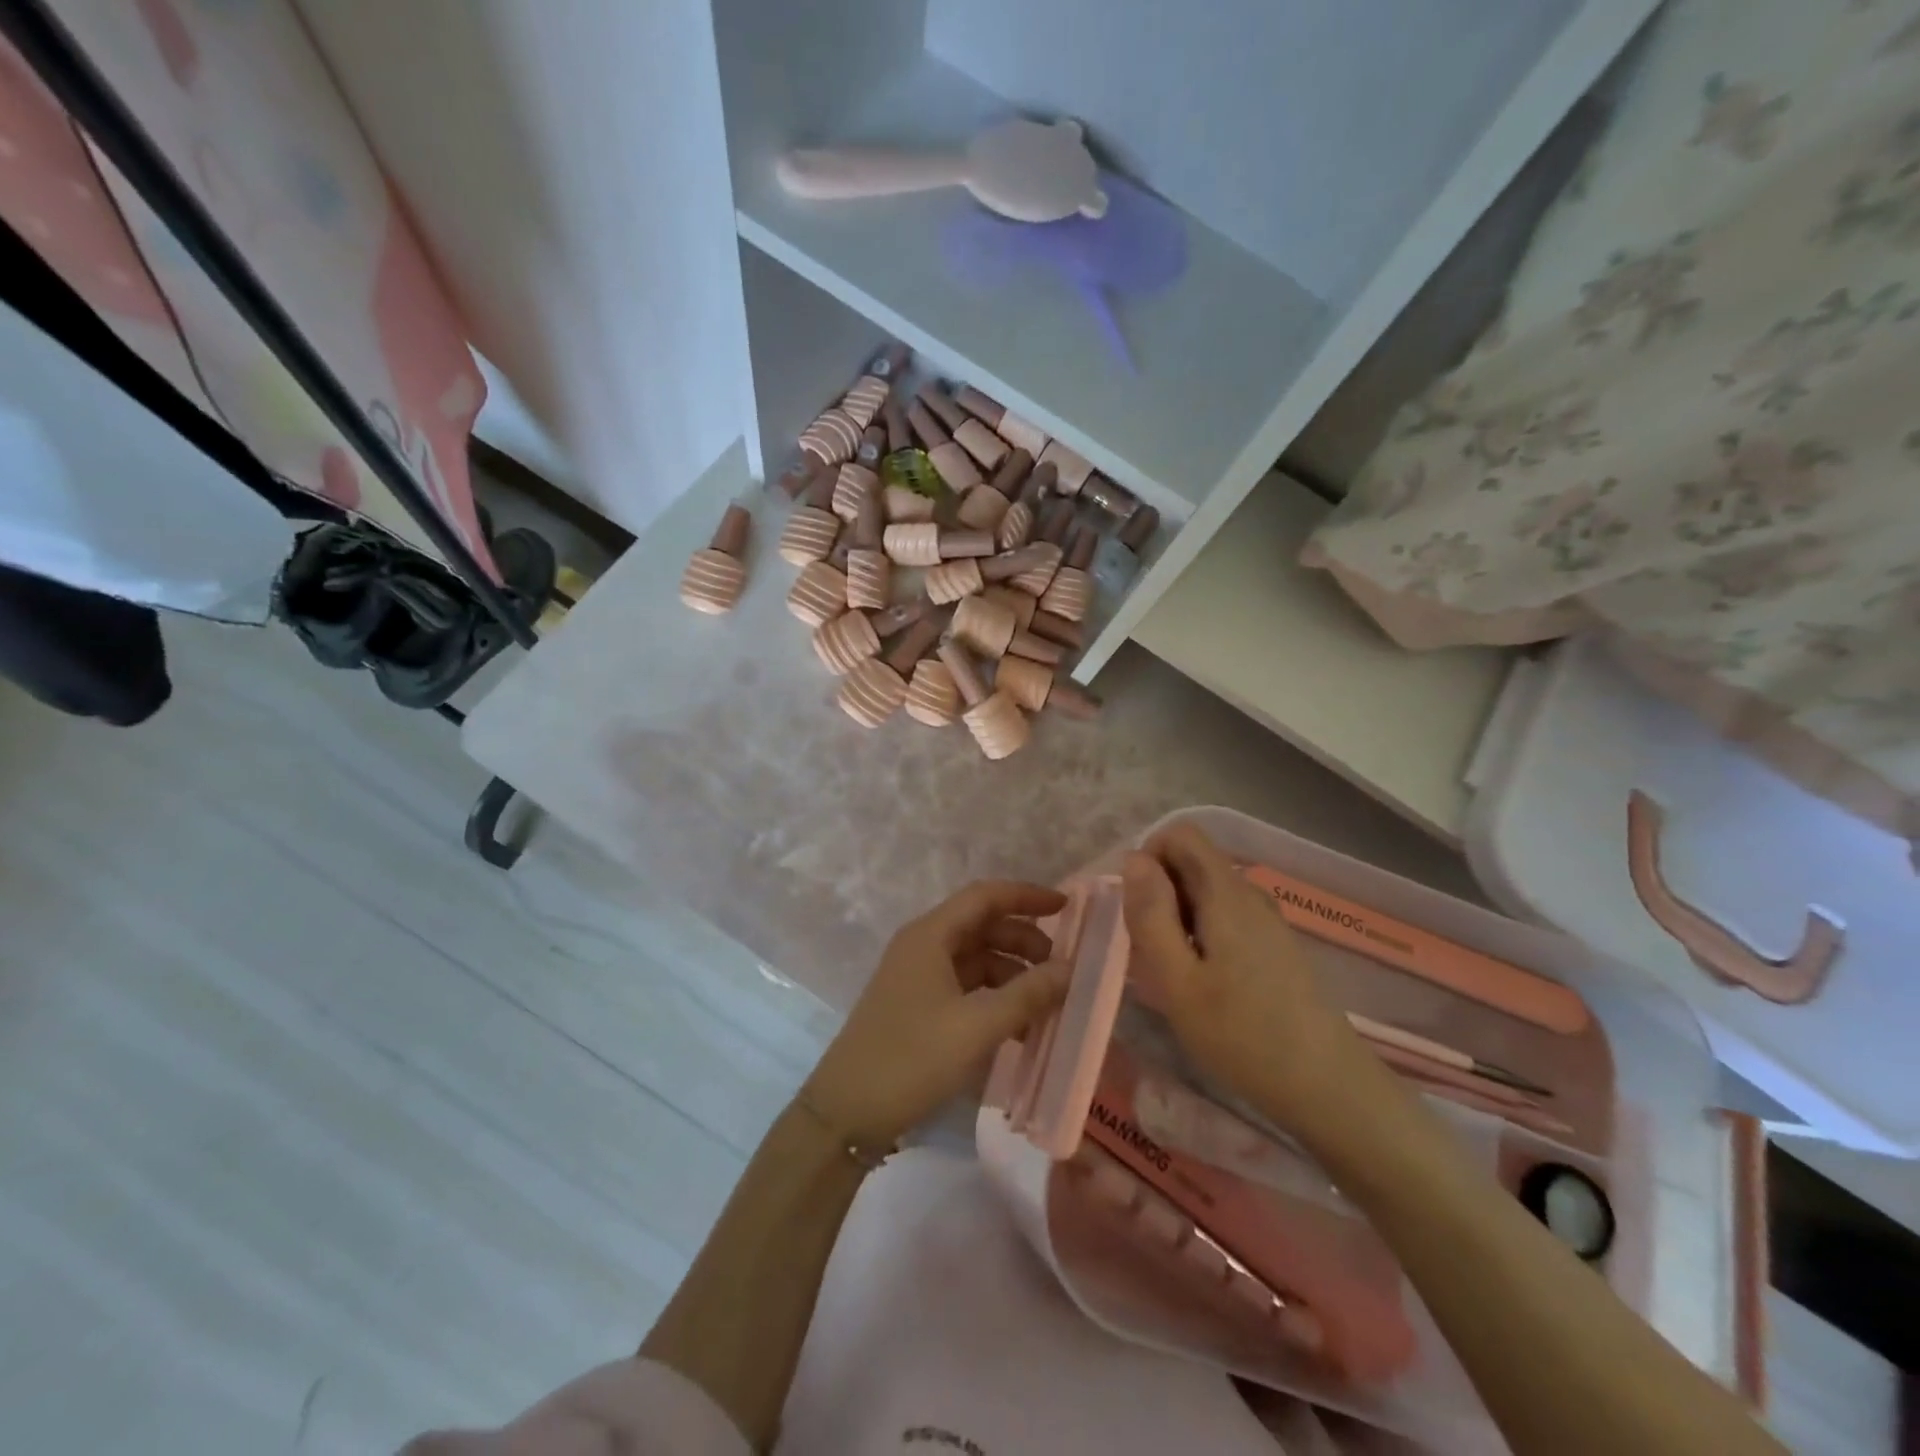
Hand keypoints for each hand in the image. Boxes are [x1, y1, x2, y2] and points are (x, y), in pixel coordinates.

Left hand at [802, 880, 1069, 1147]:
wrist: (846, 1112)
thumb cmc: (911, 1058)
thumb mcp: (977, 1026)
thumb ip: (1027, 995)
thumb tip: (1069, 970)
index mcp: (930, 935)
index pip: (985, 896)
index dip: (1026, 896)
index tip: (1066, 907)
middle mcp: (922, 946)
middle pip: (982, 926)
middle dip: (1024, 941)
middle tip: (1060, 968)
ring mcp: (917, 976)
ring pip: (975, 958)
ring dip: (1012, 974)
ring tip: (1046, 1004)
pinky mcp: (917, 1006)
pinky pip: (965, 987)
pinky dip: (994, 998)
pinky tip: (1019, 1027)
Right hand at [1121, 824, 1388, 1153]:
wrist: (1327, 1088)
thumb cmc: (1242, 1035)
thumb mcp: (1177, 981)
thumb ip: (1151, 915)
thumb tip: (1133, 857)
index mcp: (1226, 892)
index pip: (1181, 834)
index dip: (1148, 858)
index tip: (1137, 910)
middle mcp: (1249, 893)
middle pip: (1192, 862)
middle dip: (1159, 894)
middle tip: (1152, 952)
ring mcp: (1266, 920)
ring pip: (1205, 892)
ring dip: (1177, 918)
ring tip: (1175, 974)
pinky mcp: (1274, 946)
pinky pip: (1225, 917)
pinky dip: (1200, 935)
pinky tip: (1204, 985)